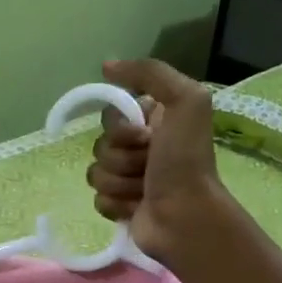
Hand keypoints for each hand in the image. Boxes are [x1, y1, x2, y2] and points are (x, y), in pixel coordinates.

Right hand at [87, 58, 226, 259]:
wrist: (185, 216)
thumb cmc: (185, 160)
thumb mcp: (185, 100)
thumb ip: (150, 73)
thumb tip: (107, 65)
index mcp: (152, 122)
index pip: (110, 116)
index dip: (120, 128)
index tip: (143, 137)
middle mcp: (140, 147)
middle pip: (100, 145)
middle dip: (121, 158)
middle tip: (148, 167)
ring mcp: (128, 178)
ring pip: (96, 173)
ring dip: (119, 183)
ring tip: (144, 191)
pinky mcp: (120, 206)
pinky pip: (97, 198)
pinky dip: (115, 204)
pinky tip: (136, 208)